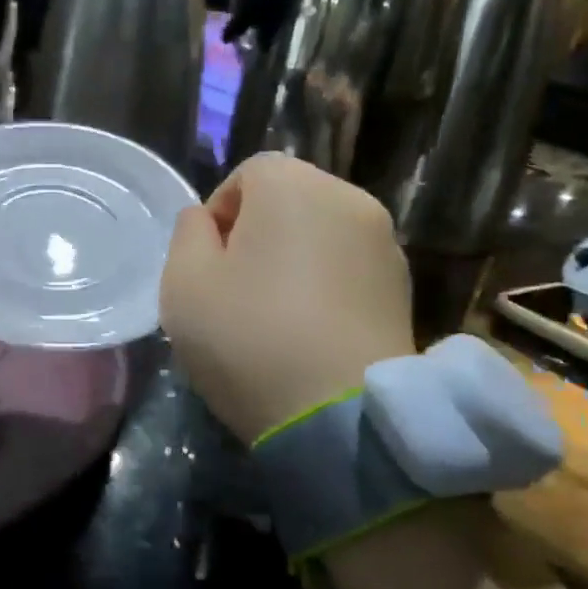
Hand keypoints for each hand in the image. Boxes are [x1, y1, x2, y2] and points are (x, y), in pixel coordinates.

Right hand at [160, 153, 415, 442]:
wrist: (339, 415)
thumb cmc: (248, 338)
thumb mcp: (183, 283)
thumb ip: (187, 233)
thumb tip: (207, 220)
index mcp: (293, 186)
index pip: (248, 173)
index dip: (219, 213)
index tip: (208, 264)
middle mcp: (349, 198)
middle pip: (289, 200)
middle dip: (257, 233)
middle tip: (235, 290)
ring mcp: (385, 244)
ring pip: (321, 234)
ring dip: (293, 259)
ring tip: (274, 315)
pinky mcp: (403, 288)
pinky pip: (348, 268)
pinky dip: (324, 285)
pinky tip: (308, 332)